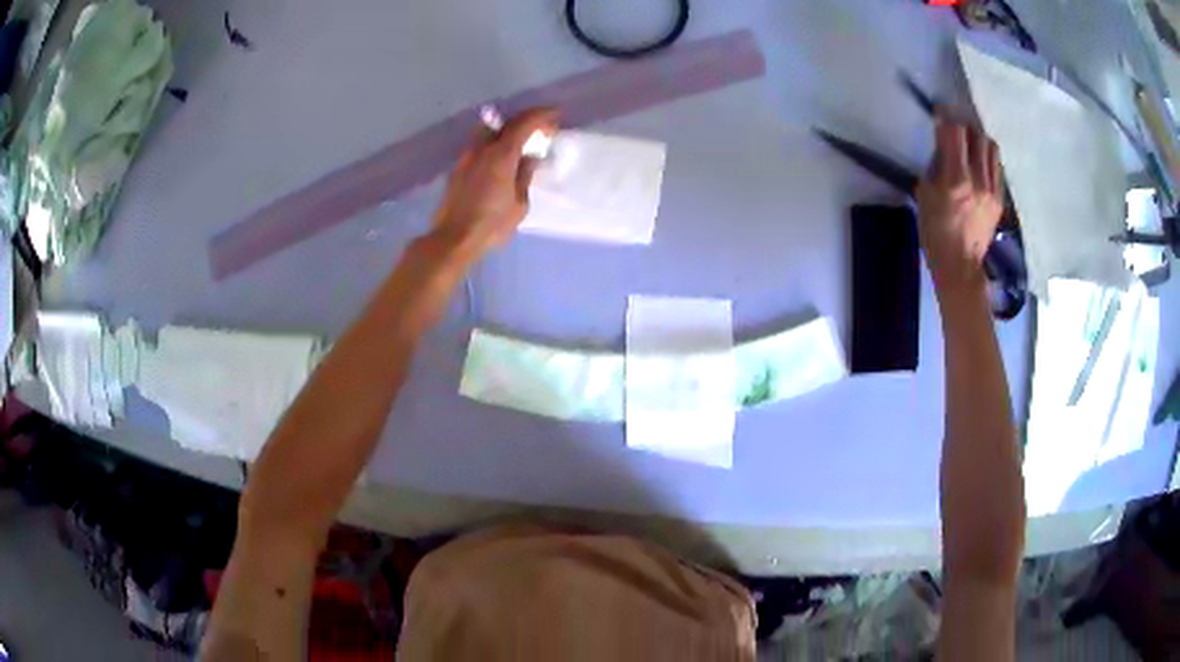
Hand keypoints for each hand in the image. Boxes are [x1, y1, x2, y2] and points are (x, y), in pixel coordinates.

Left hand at [431, 107, 559, 260]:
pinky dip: (495, 143)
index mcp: (501, 155)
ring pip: (489, 131)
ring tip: (521, 141)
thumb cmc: (491, 225)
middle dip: (526, 120)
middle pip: (506, 122)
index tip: (556, 115)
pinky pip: (480, 145)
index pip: (524, 124)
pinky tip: (502, 157)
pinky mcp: (458, 168)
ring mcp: (466, 157)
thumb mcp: (519, 204)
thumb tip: (529, 158)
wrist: (453, 239)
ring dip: (508, 130)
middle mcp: (482, 149)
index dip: (542, 116)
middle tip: (542, 128)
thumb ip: (525, 175)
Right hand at [917, 113, 1003, 295]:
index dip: (946, 116)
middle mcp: (978, 181)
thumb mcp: (925, 194)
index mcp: (955, 180)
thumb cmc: (934, 232)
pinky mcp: (1000, 199)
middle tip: (954, 128)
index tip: (939, 111)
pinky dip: (986, 158)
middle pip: (976, 134)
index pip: (954, 132)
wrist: (960, 266)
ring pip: (990, 147)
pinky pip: (996, 166)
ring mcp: (992, 190)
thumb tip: (944, 146)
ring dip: (978, 139)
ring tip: (969, 144)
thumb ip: (936, 165)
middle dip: (963, 125)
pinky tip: (978, 164)